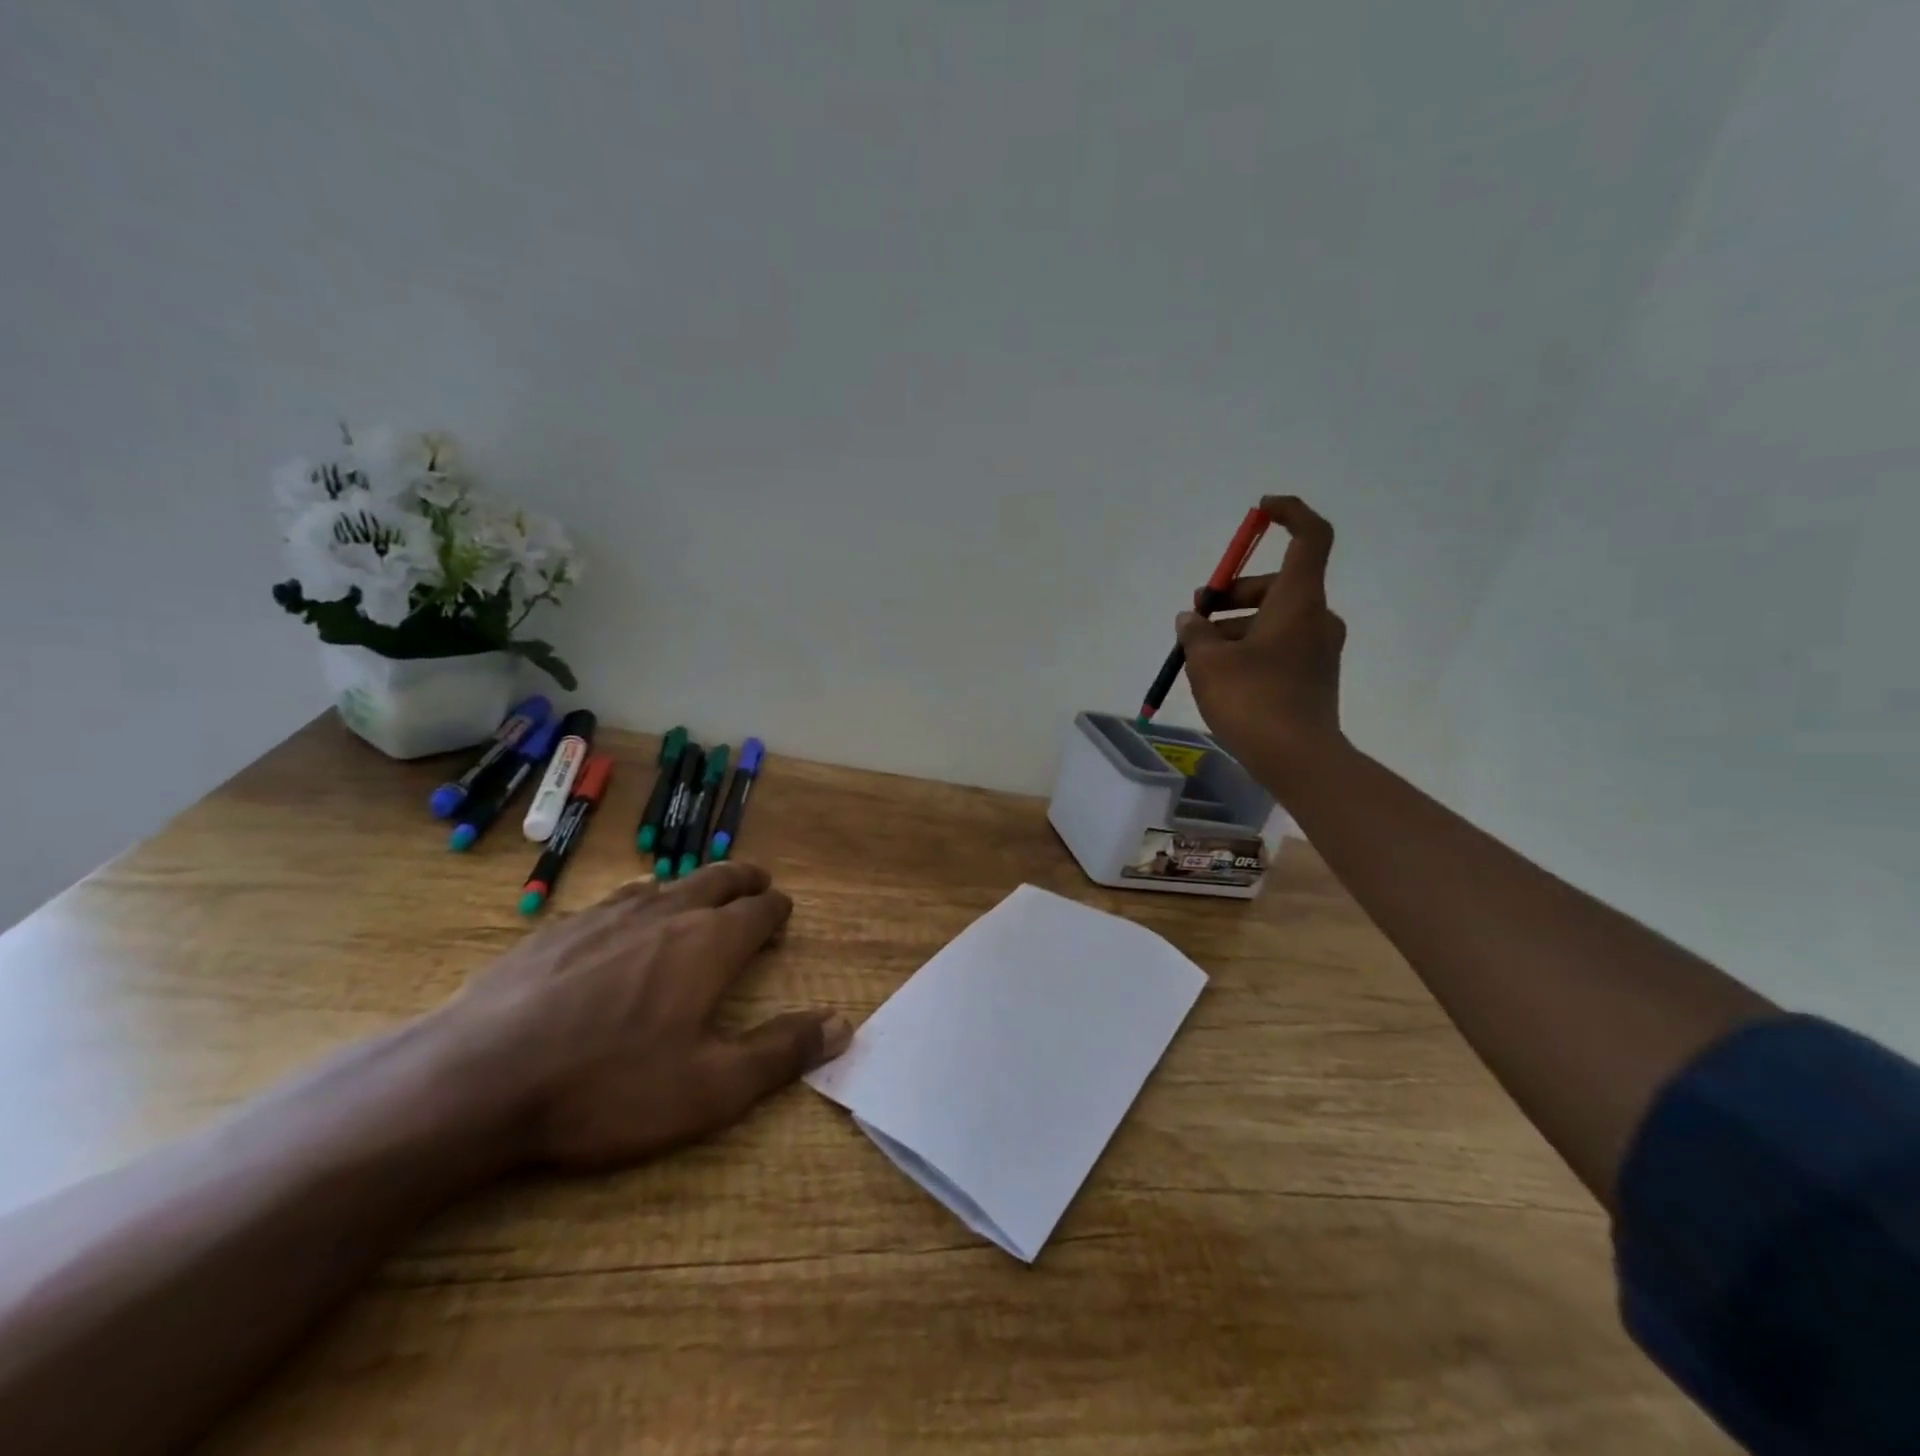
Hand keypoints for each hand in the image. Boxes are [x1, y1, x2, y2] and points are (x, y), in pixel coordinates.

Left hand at [443, 864, 850, 1170]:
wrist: (476, 1080)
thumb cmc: (606, 1088)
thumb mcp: (710, 1089)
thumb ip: (781, 1052)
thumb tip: (842, 1024)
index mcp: (708, 945)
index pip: (759, 910)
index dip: (776, 909)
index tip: (783, 912)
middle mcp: (664, 914)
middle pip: (717, 879)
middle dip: (743, 879)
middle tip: (757, 882)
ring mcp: (606, 915)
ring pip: (665, 883)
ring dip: (692, 884)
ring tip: (699, 893)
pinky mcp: (556, 928)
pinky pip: (614, 899)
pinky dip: (638, 899)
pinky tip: (623, 917)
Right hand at [1179, 495, 1347, 785]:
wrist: (1298, 759)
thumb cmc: (1253, 700)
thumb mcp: (1208, 662)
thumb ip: (1195, 633)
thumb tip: (1190, 619)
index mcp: (1298, 601)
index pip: (1309, 537)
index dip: (1289, 513)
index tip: (1260, 511)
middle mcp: (1315, 618)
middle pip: (1275, 584)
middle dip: (1231, 594)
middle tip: (1196, 616)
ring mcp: (1317, 648)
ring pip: (1272, 618)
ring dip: (1233, 626)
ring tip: (1197, 655)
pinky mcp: (1312, 675)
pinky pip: (1277, 644)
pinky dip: (1248, 646)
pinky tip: (1219, 674)